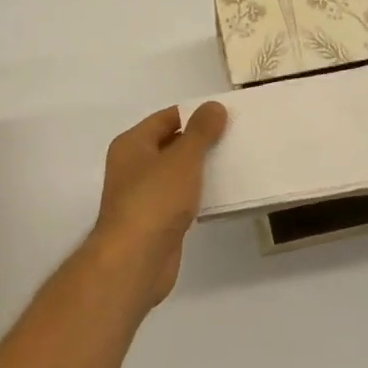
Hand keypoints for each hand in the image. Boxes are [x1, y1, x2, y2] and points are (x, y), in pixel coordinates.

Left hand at [89, 101, 228, 311]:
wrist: (135, 261)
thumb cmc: (155, 200)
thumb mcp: (182, 159)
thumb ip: (200, 131)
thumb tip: (214, 106)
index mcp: (132, 145)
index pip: (167, 118)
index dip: (194, 114)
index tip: (225, 115)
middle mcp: (133, 167)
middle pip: (171, 144)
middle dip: (201, 141)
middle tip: (235, 136)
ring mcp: (143, 196)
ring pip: (177, 174)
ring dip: (201, 169)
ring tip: (234, 162)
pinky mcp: (156, 222)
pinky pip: (180, 199)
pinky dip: (198, 195)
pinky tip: (221, 194)